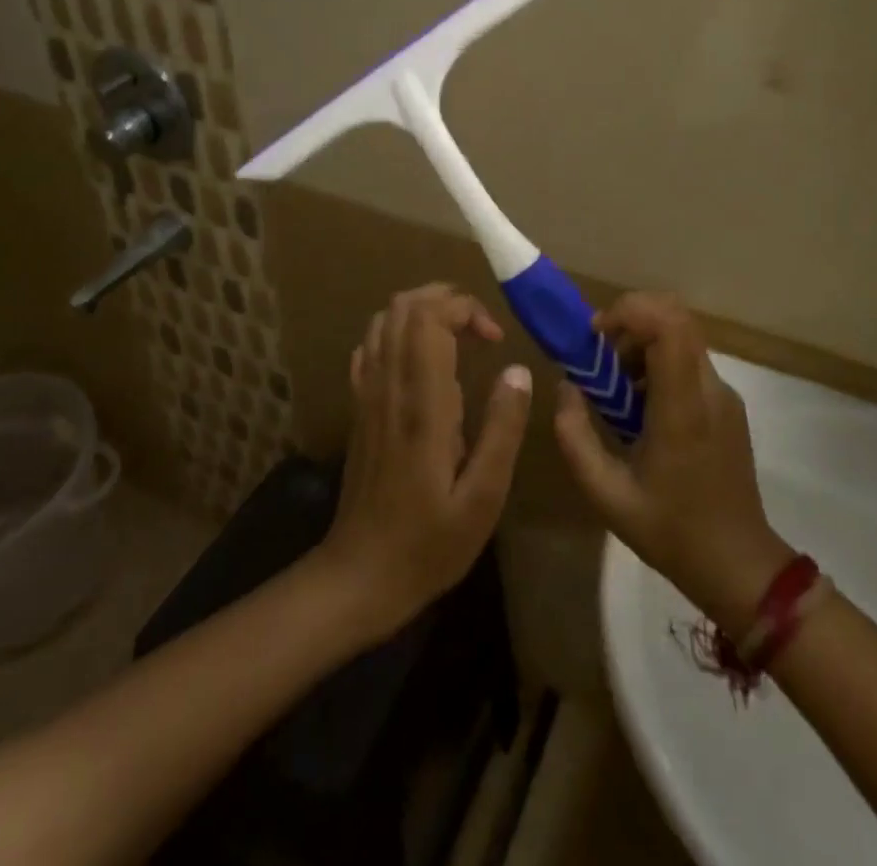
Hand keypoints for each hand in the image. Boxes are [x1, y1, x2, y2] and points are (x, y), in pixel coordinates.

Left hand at [316, 284, 532, 642]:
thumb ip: (503, 429)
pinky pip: (371, 348)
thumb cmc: (430, 543)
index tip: (495, 339)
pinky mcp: (359, 409)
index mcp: (423, 403)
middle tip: (480, 330)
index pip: (429, 318)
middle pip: (404, 307)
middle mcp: (389, 386)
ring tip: (458, 337)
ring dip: (422, 312)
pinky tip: (422, 361)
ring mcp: (367, 395)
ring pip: (383, 321)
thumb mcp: (484, 497)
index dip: (465, 309)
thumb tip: (518, 370)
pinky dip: (398, 335)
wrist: (359, 576)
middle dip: (446, 300)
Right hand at [552, 293, 792, 632]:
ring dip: (642, 345)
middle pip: (675, 319)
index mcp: (683, 407)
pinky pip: (689, 363)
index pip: (668, 324)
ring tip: (616, 390)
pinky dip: (658, 365)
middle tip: (601, 358)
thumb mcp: (606, 494)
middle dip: (630, 324)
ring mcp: (723, 395)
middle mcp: (709, 389)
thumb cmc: (671, 531)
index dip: (629, 311)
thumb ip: (575, 436)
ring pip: (682, 338)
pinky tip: (640, 409)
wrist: (738, 565)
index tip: (596, 334)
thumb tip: (566, 388)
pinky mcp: (727, 406)